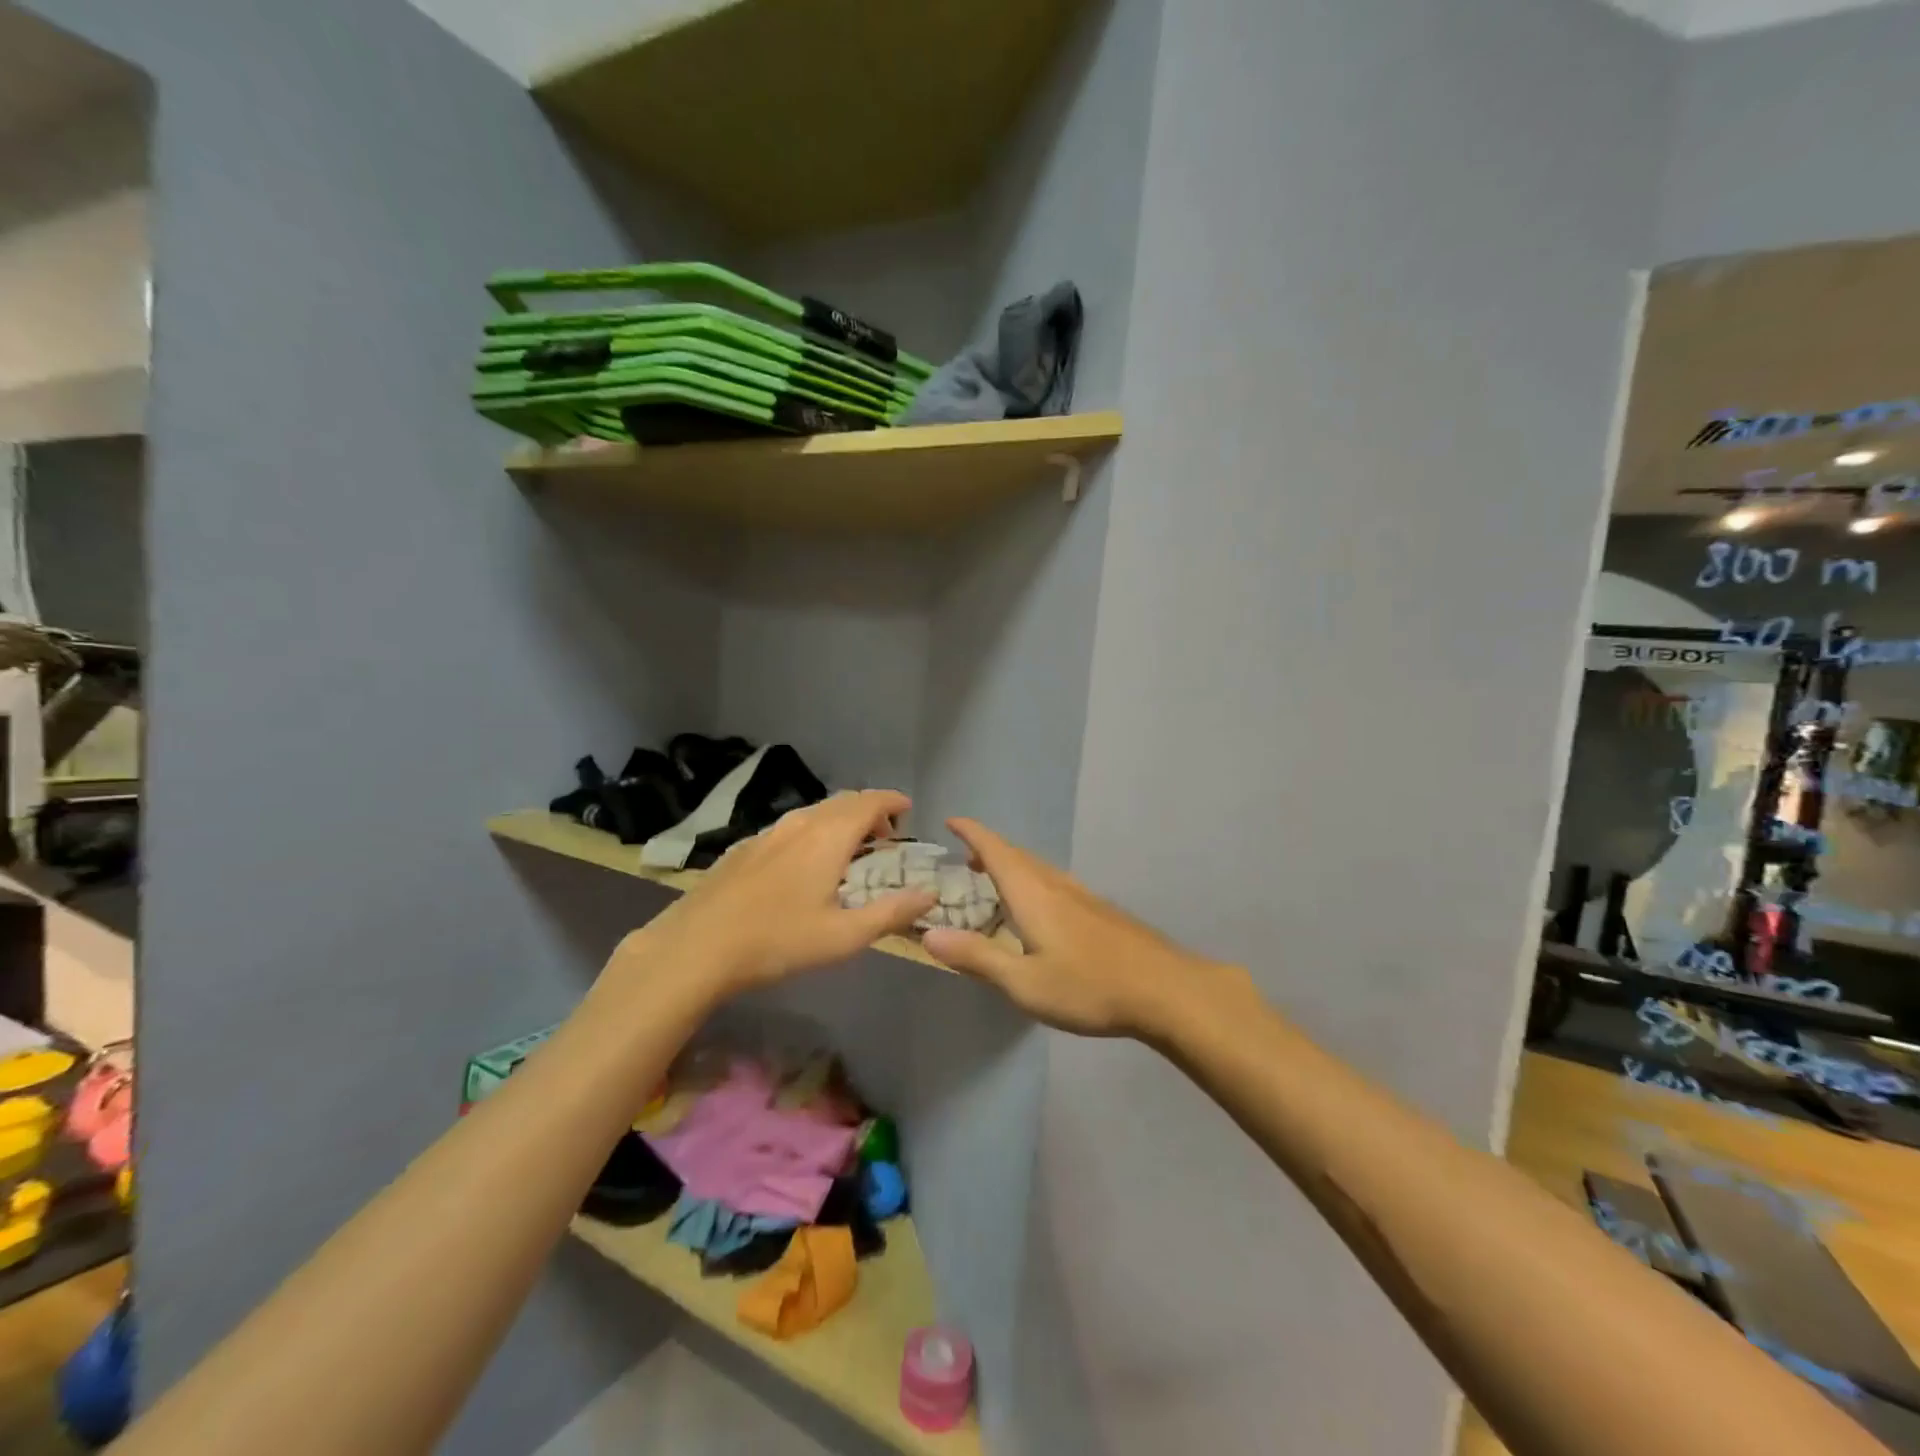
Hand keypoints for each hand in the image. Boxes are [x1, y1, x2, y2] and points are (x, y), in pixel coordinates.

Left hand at [622, 790, 936, 999]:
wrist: (696, 947)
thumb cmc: (778, 941)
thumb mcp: (844, 936)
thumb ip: (892, 913)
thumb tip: (931, 893)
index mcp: (829, 836)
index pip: (870, 801)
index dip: (893, 801)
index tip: (908, 810)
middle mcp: (800, 823)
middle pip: (843, 801)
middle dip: (869, 811)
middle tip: (884, 837)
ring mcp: (768, 832)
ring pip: (814, 812)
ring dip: (840, 821)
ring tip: (849, 850)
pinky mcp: (745, 847)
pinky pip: (791, 826)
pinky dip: (812, 832)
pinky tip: (805, 864)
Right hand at [921, 818, 1238, 1039]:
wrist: (1164, 990)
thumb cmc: (1088, 987)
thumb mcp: (1023, 982)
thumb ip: (976, 957)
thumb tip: (929, 933)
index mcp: (1032, 894)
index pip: (996, 850)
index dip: (972, 833)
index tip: (952, 821)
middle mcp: (1057, 885)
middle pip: (1018, 855)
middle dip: (989, 850)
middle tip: (966, 859)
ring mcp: (1084, 896)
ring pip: (1040, 869)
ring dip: (1014, 866)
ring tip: (997, 882)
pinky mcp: (1102, 912)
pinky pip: (1057, 884)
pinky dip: (1035, 883)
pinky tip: (1042, 911)